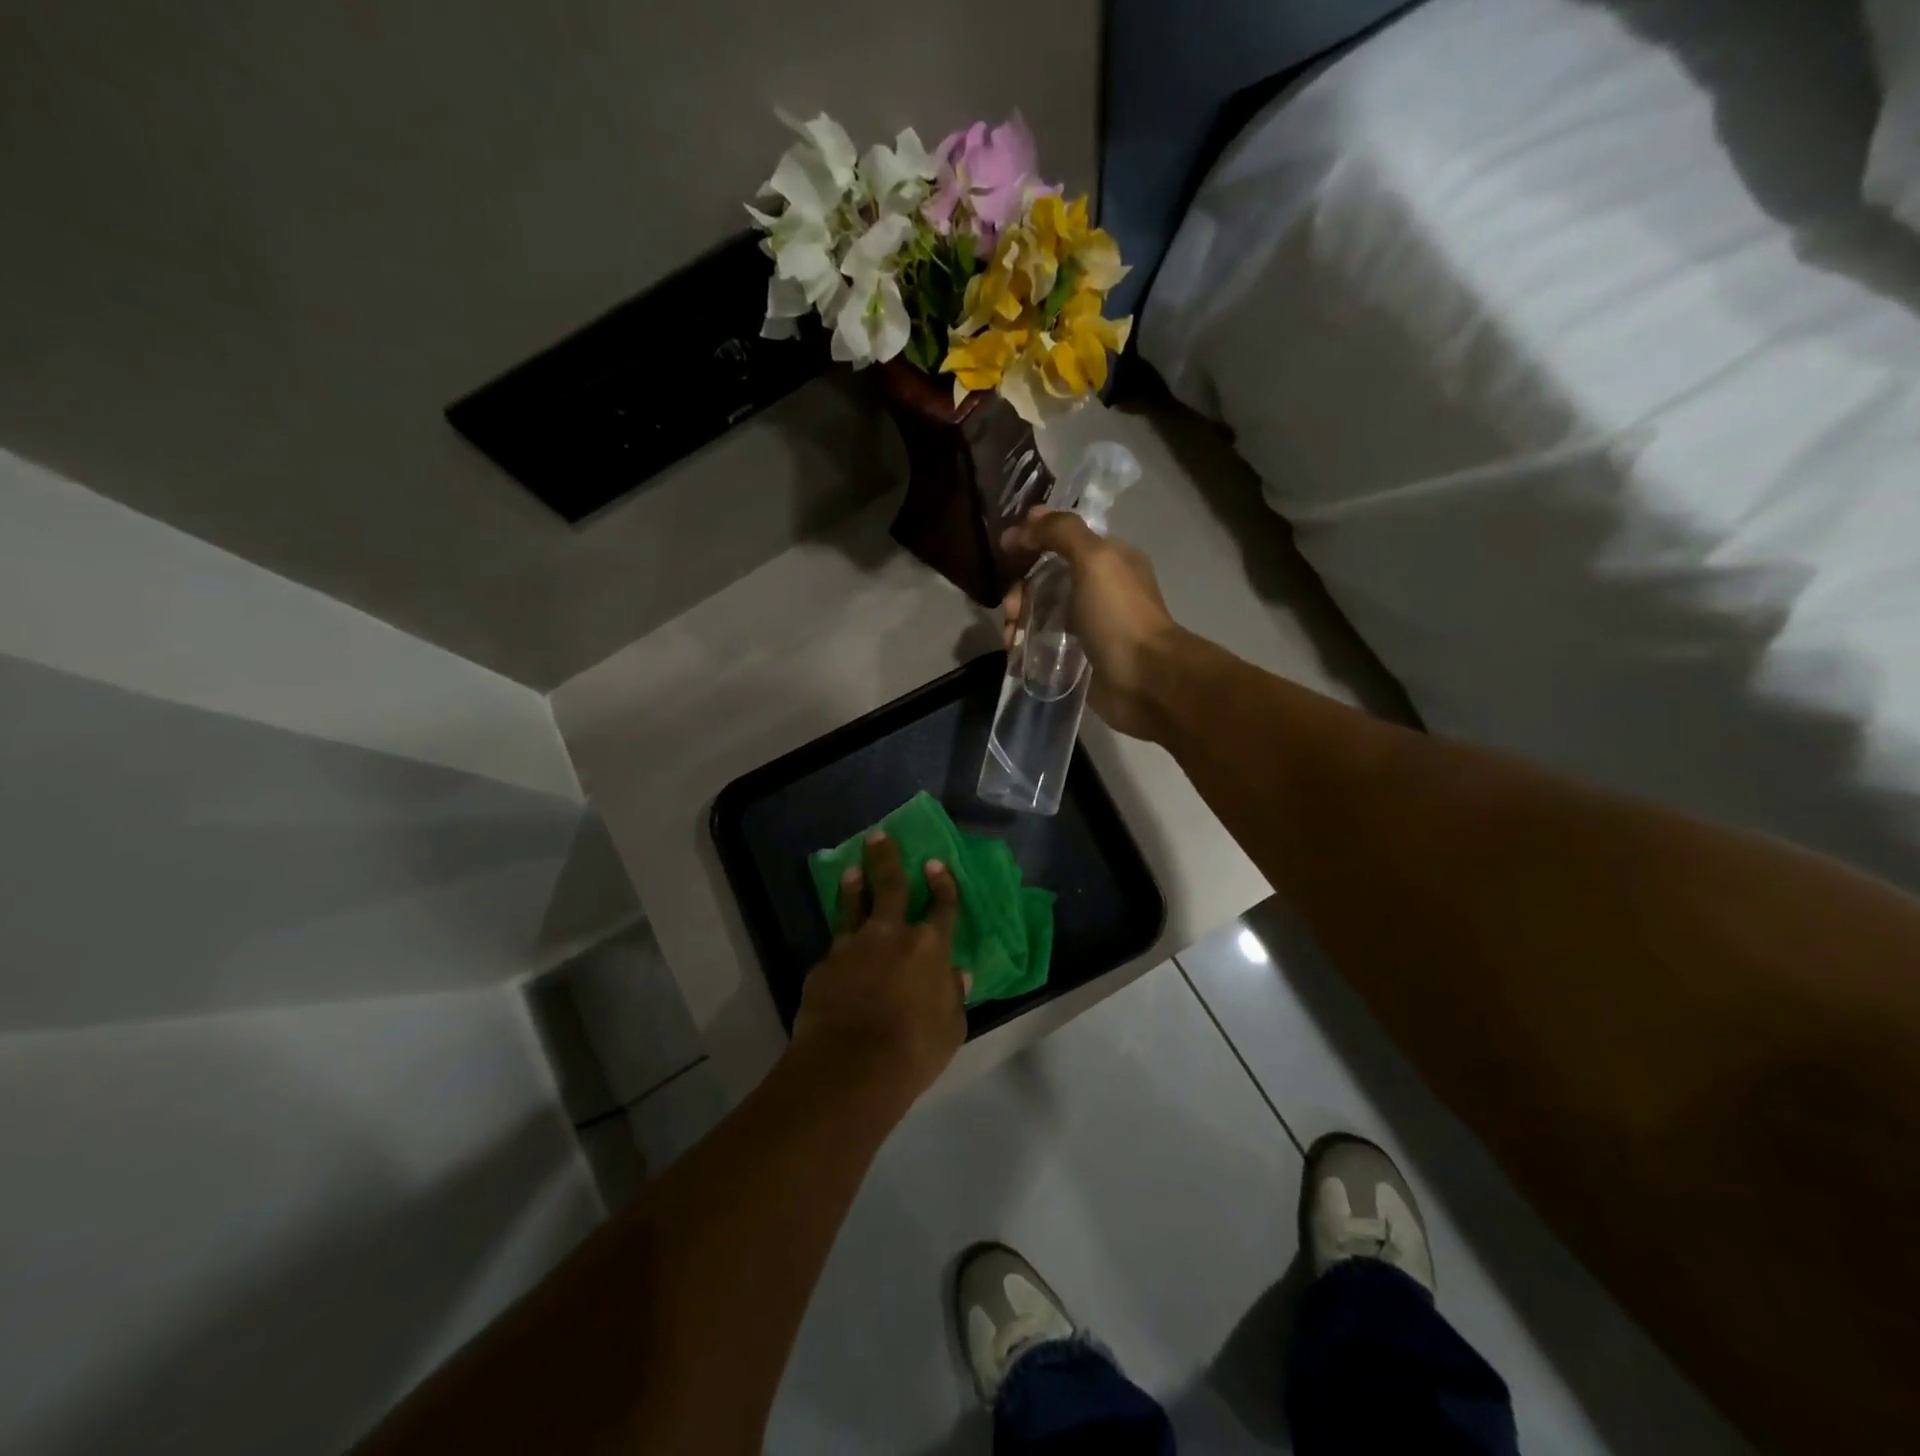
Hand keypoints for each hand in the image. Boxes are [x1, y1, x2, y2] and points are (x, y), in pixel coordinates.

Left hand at [789, 832, 970, 1107]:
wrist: (850, 1065)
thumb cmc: (914, 1049)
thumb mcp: (951, 1028)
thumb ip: (953, 996)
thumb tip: (957, 974)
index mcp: (929, 947)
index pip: (942, 906)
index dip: (942, 884)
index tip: (936, 864)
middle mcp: (891, 935)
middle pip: (890, 886)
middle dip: (886, 858)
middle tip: (879, 836)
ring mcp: (853, 946)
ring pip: (853, 906)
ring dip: (853, 886)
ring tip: (851, 869)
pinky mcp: (824, 965)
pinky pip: (835, 947)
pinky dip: (840, 943)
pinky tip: (838, 951)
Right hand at [1000, 507, 1182, 739]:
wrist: (1145, 680)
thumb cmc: (1119, 615)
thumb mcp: (1094, 559)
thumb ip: (1061, 532)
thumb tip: (1025, 521)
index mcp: (1109, 558)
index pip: (1061, 538)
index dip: (1031, 540)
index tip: (1002, 552)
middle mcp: (1099, 587)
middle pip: (1046, 577)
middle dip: (1020, 589)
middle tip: (1010, 610)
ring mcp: (1089, 623)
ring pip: (1042, 611)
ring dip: (1019, 619)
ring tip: (1010, 639)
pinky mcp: (1080, 655)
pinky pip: (1044, 641)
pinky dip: (1026, 643)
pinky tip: (1015, 652)